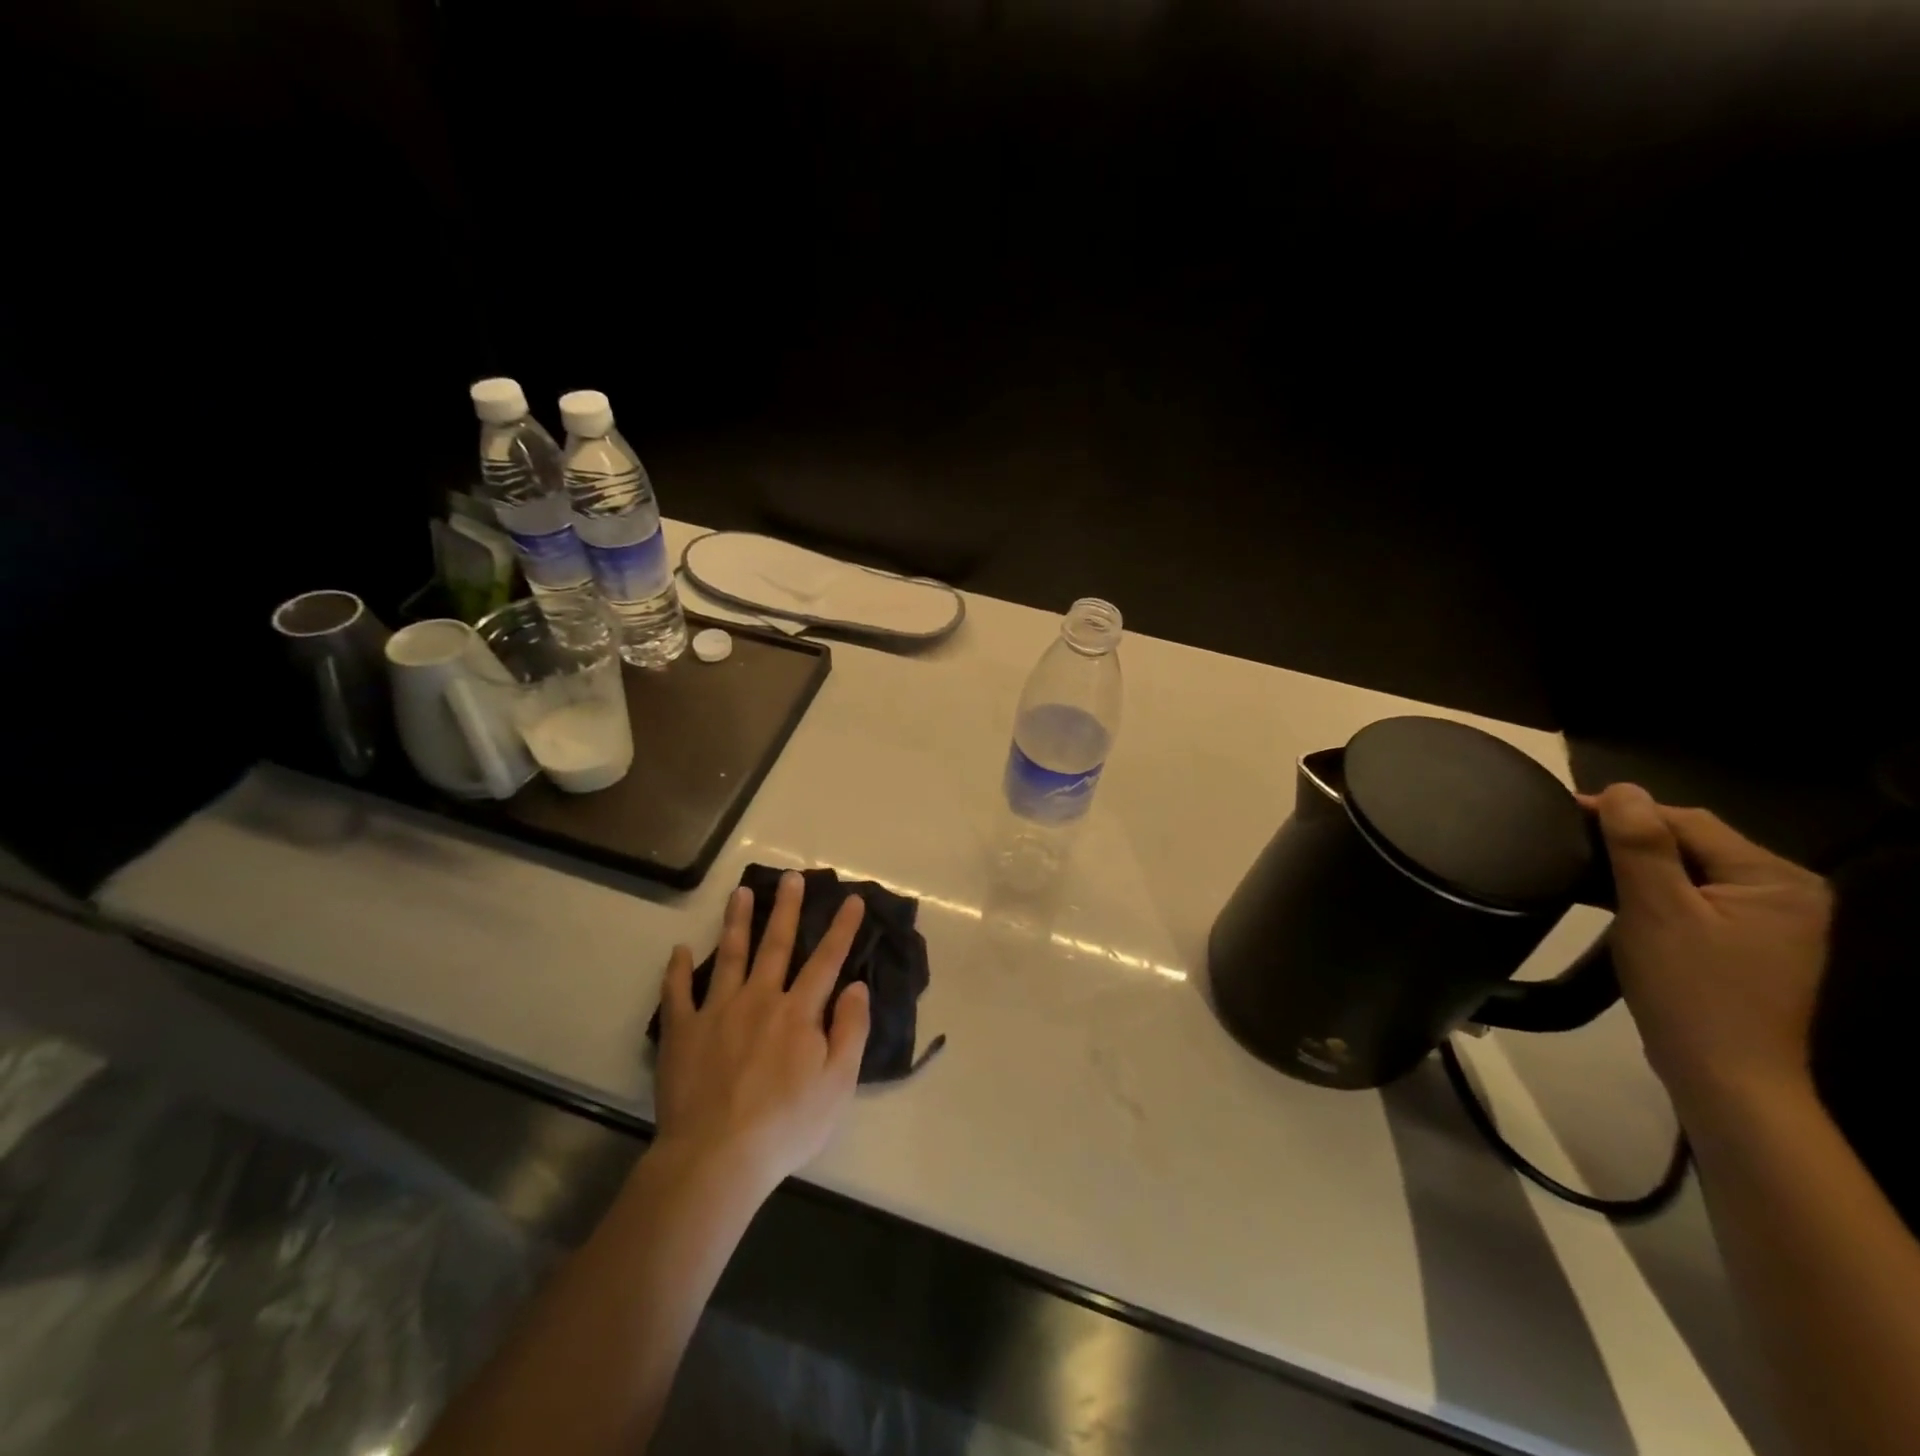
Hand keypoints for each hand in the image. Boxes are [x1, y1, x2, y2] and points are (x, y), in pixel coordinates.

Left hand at [652, 871, 870, 1197]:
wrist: (717, 1158)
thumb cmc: (786, 1125)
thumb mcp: (837, 1084)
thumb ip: (850, 1030)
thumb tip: (856, 985)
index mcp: (798, 1012)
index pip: (826, 960)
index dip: (841, 928)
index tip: (851, 898)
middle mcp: (759, 999)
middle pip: (776, 944)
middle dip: (786, 908)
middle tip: (791, 876)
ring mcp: (717, 1011)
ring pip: (729, 955)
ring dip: (736, 921)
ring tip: (740, 892)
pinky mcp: (683, 1032)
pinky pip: (677, 993)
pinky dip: (676, 970)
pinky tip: (678, 949)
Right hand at [1589, 783, 1832, 1112]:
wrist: (1725, 1077)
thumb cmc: (1691, 990)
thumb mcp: (1657, 911)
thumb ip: (1641, 846)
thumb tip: (1623, 789)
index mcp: (1774, 879)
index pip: (1689, 822)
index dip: (1625, 812)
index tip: (1563, 812)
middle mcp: (1782, 892)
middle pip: (1691, 843)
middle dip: (1628, 838)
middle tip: (1564, 839)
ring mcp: (1765, 920)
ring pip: (1685, 871)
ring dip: (1633, 865)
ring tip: (1577, 864)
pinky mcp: (1741, 943)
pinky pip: (1689, 898)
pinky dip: (1648, 892)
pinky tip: (1609, 897)